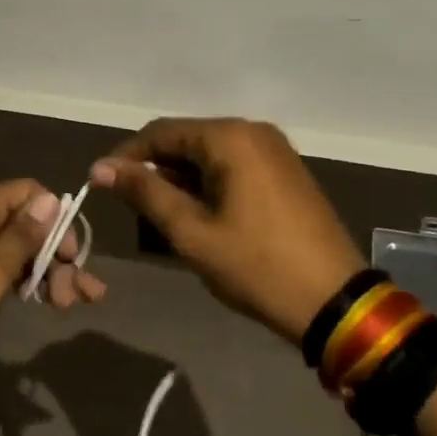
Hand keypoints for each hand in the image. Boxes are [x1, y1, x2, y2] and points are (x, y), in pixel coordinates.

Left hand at [0, 180, 105, 385]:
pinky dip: (27, 282)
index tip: (72, 255)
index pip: (27, 192)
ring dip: (48, 272)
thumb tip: (50, 199)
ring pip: (17, 249)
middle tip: (78, 295)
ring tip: (70, 304)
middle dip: (58, 253)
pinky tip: (46, 300)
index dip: (56, 218)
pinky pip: (2, 269)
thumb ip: (19, 239)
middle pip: (26, 223)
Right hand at [89, 118, 362, 344]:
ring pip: (210, 154)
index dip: (127, 156)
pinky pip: (234, 165)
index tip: (101, 184)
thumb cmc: (256, 266)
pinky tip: (200, 214)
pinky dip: (209, 183)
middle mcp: (254, 132)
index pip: (161, 132)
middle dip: (156, 169)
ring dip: (182, 179)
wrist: (335, 303)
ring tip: (163, 216)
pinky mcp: (286, 172)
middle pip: (187, 139)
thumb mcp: (192, 232)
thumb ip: (145, 193)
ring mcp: (275, 151)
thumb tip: (101, 167)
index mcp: (230, 137)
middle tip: (133, 207)